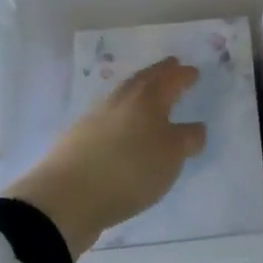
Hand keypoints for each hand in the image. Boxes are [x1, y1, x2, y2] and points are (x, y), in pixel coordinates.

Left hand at [6, 58, 207, 258]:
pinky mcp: (79, 139)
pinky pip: (108, 118)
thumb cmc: (130, 169)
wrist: (67, 196)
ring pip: (123, 96)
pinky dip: (121, 117)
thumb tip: (196, 127)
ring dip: (138, 92)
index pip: (170, 79)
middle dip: (159, 73)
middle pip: (143, 80)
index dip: (183, 76)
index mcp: (147, 98)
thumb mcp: (171, 157)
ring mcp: (95, 118)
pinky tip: (122, 129)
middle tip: (171, 66)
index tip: (193, 72)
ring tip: (148, 97)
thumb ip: (188, 139)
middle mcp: (121, 100)